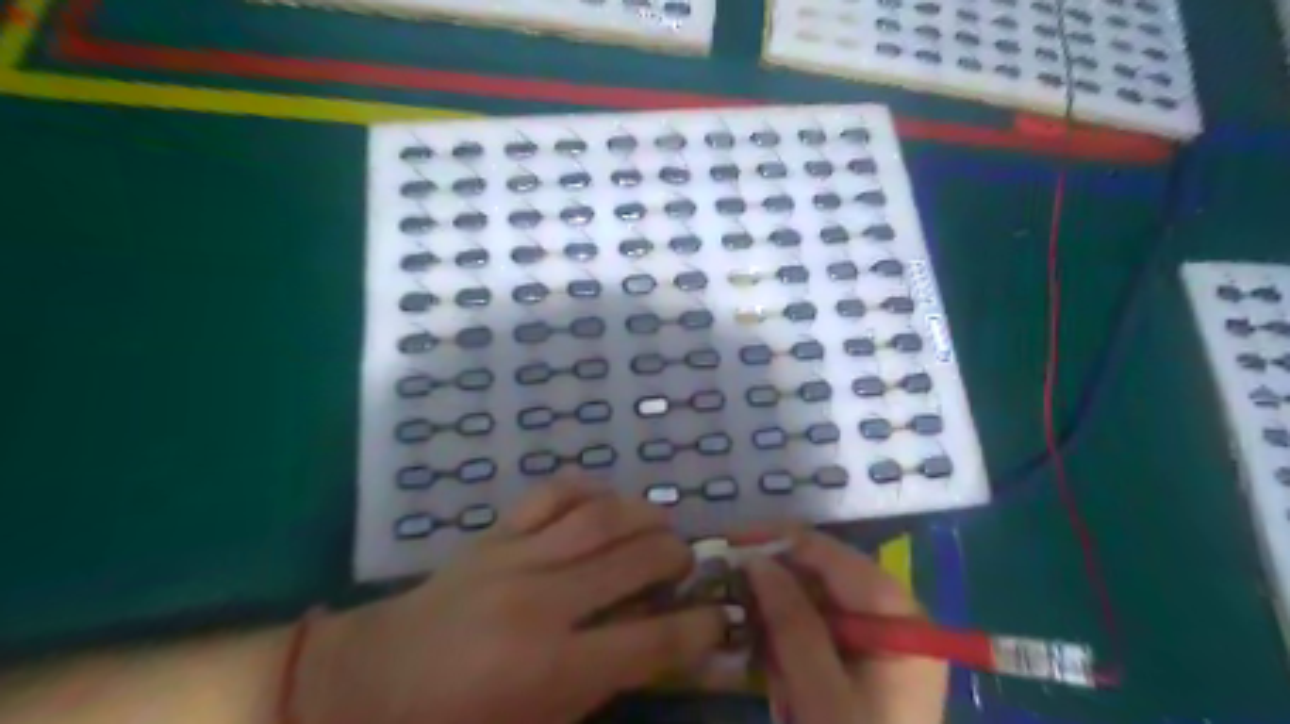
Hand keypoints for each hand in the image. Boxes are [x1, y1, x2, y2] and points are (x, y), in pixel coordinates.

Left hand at [295, 478, 728, 722]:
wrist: (368, 684)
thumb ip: (600, 688)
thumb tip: (654, 649)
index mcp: (553, 669)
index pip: (651, 640)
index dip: (698, 627)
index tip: (718, 616)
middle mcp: (543, 603)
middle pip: (634, 560)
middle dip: (676, 556)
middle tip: (687, 562)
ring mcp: (516, 558)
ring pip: (599, 517)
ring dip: (644, 515)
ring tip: (661, 525)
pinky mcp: (494, 535)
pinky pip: (551, 495)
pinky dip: (587, 489)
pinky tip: (605, 501)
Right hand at [746, 527, 944, 723]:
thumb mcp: (822, 697)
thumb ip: (792, 623)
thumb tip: (756, 559)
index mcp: (898, 618)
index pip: (834, 556)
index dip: (780, 541)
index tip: (729, 542)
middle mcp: (892, 617)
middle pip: (823, 574)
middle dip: (775, 581)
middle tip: (727, 589)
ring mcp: (876, 640)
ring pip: (814, 600)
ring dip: (777, 615)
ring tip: (750, 636)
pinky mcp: (860, 662)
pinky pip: (816, 630)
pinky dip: (787, 641)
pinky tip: (772, 666)